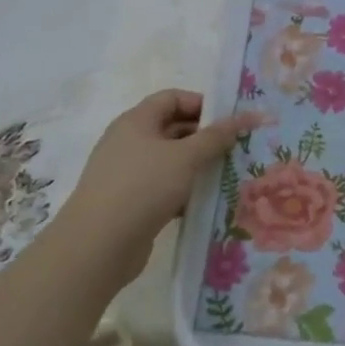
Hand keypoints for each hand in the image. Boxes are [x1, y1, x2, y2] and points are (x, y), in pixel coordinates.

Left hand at [56, 90, 263, 287]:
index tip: (229, 120)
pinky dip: (183, 191)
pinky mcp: (129, 203)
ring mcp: (127, 173)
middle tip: (236, 148)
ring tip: (227, 175)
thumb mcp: (186, 157)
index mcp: (136, 121)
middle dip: (204, 137)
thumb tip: (248, 115)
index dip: (202, 104)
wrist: (97, 247)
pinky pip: (162, 187)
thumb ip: (217, 136)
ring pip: (170, 161)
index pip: (172, 98)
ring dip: (197, 166)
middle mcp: (129, 142)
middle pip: (172, 128)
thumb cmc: (143, 187)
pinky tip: (205, 202)